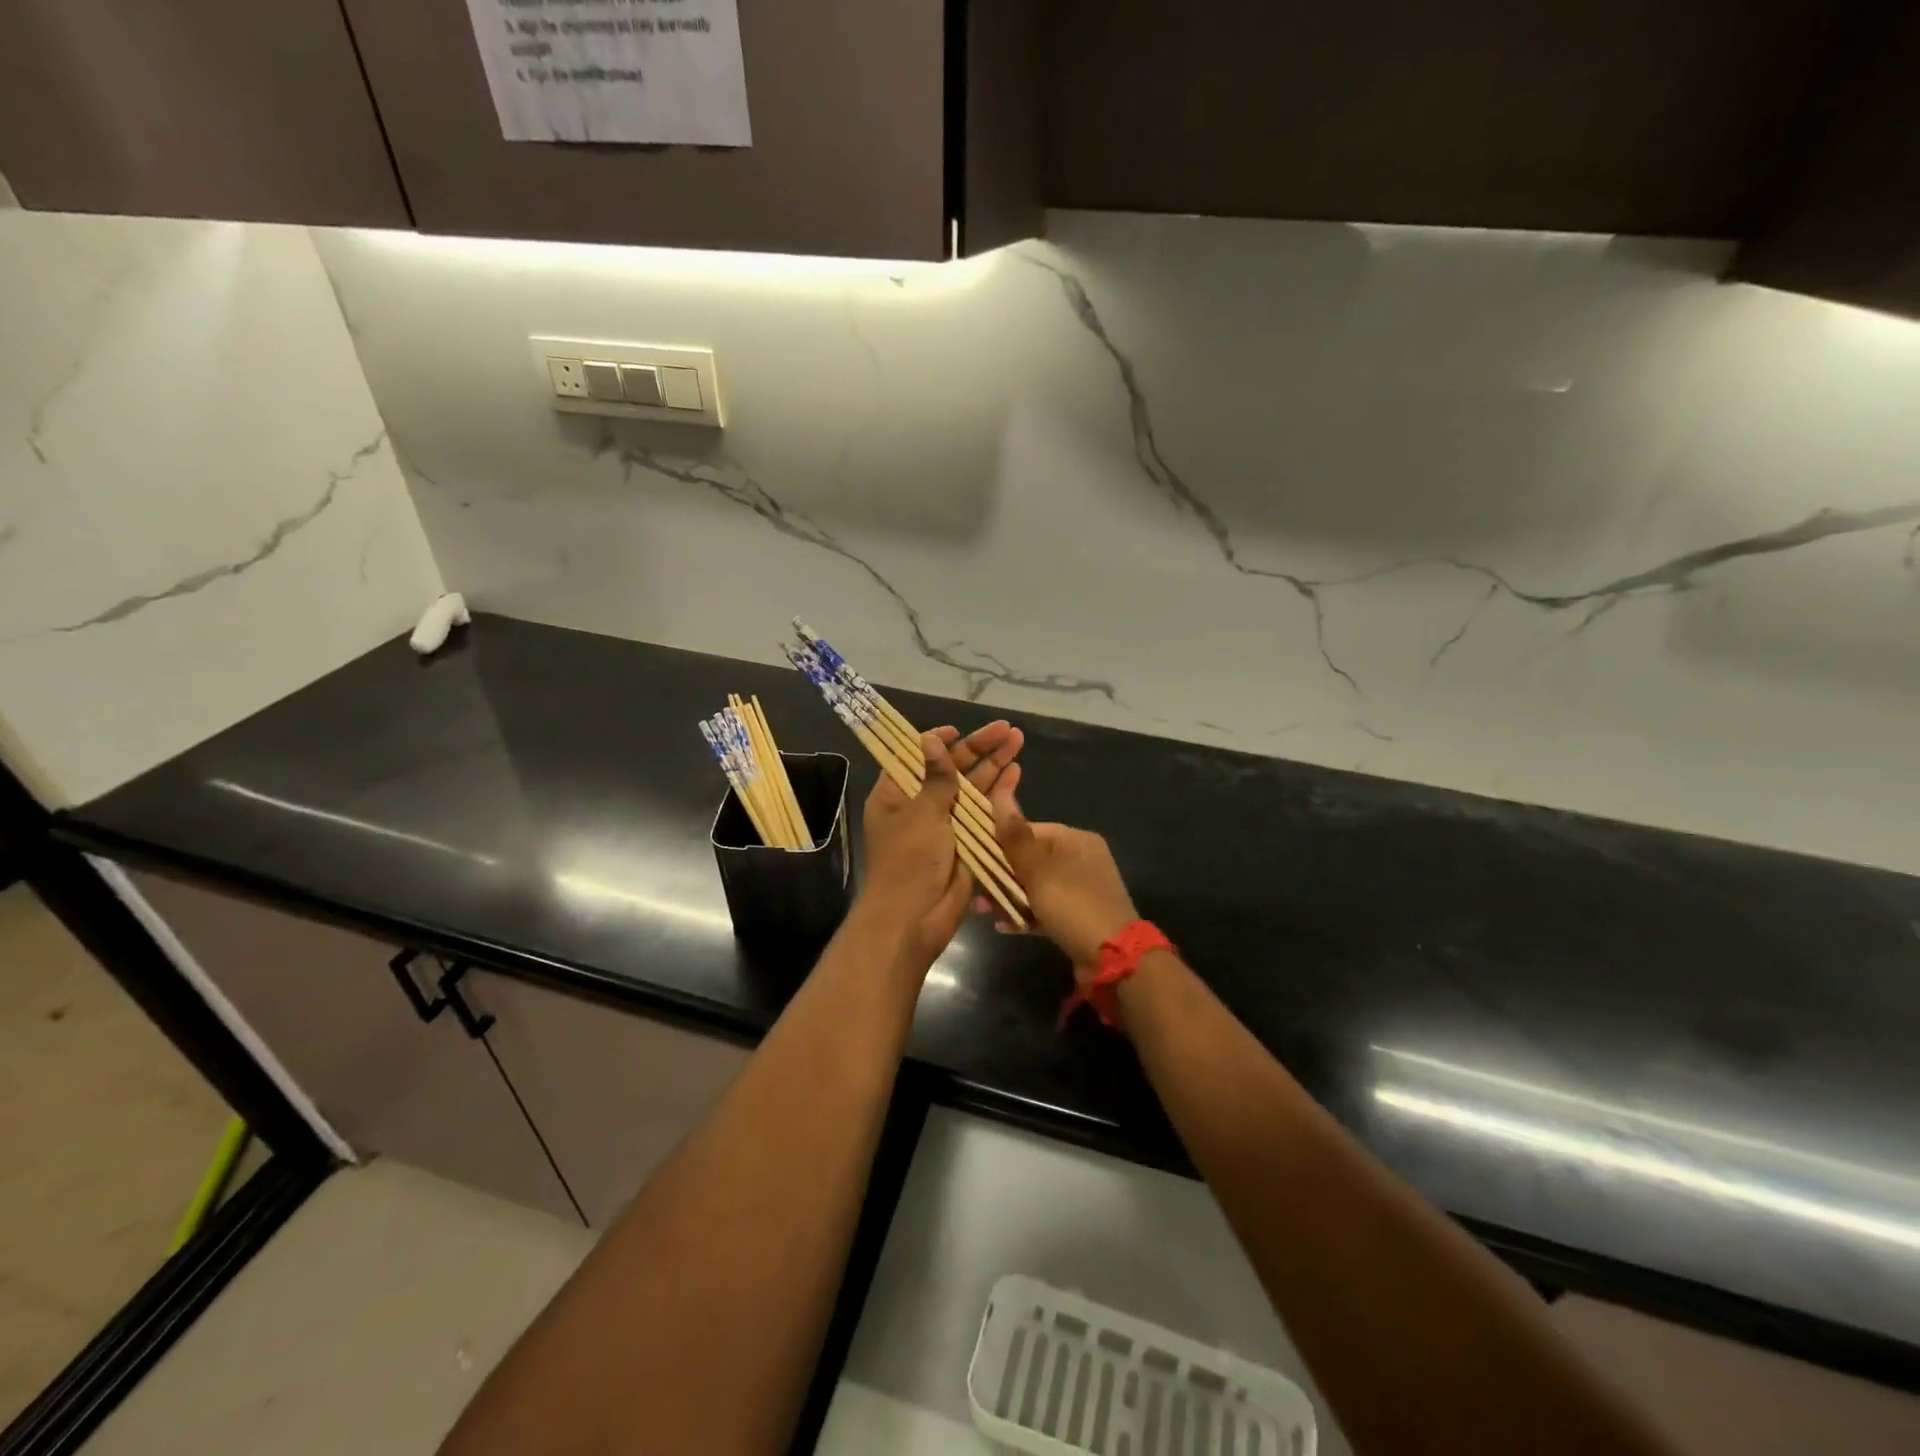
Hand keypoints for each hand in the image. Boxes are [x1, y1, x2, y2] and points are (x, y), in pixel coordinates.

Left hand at [856, 721, 1024, 973]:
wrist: (915, 919)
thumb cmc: (909, 860)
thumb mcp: (922, 813)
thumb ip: (936, 776)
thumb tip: (931, 738)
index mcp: (895, 795)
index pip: (915, 757)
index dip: (937, 741)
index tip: (958, 730)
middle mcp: (919, 805)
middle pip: (950, 769)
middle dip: (978, 748)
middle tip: (1007, 729)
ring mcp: (944, 824)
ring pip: (970, 787)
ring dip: (993, 765)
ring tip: (1018, 741)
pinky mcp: (965, 842)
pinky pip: (982, 812)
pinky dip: (998, 793)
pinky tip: (1016, 773)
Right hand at [986, 773, 1139, 969]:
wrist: (1113, 960)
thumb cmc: (1073, 905)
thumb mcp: (1039, 871)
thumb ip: (1016, 838)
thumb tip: (1000, 796)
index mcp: (1077, 841)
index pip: (1032, 830)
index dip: (1003, 841)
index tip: (977, 855)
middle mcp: (1081, 860)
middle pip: (1032, 860)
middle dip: (1002, 874)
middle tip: (976, 888)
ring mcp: (1081, 890)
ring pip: (1036, 887)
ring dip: (1009, 897)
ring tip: (983, 911)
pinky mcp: (1078, 917)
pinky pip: (1045, 909)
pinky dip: (1025, 914)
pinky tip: (1002, 925)